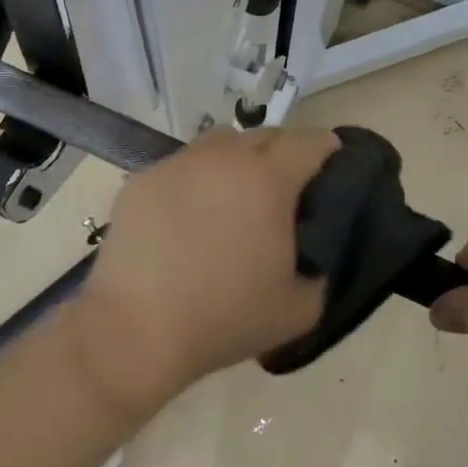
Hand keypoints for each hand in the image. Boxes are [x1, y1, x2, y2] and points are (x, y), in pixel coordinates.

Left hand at [72, 126, 339, 412]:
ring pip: (219, 143)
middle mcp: (223, 158)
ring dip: (237, 159)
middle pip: (265, 134)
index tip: (332, 166)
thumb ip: (319, 270)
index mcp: (268, 180)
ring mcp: (178, 164)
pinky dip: (196, 180)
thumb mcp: (299, 309)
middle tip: (285, 188)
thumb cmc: (224, 319)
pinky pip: (182, 166)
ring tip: (233, 196)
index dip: (327, 150)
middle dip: (283, 152)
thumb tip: (312, 252)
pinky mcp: (142, 179)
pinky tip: (187, 218)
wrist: (135, 332)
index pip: (309, 142)